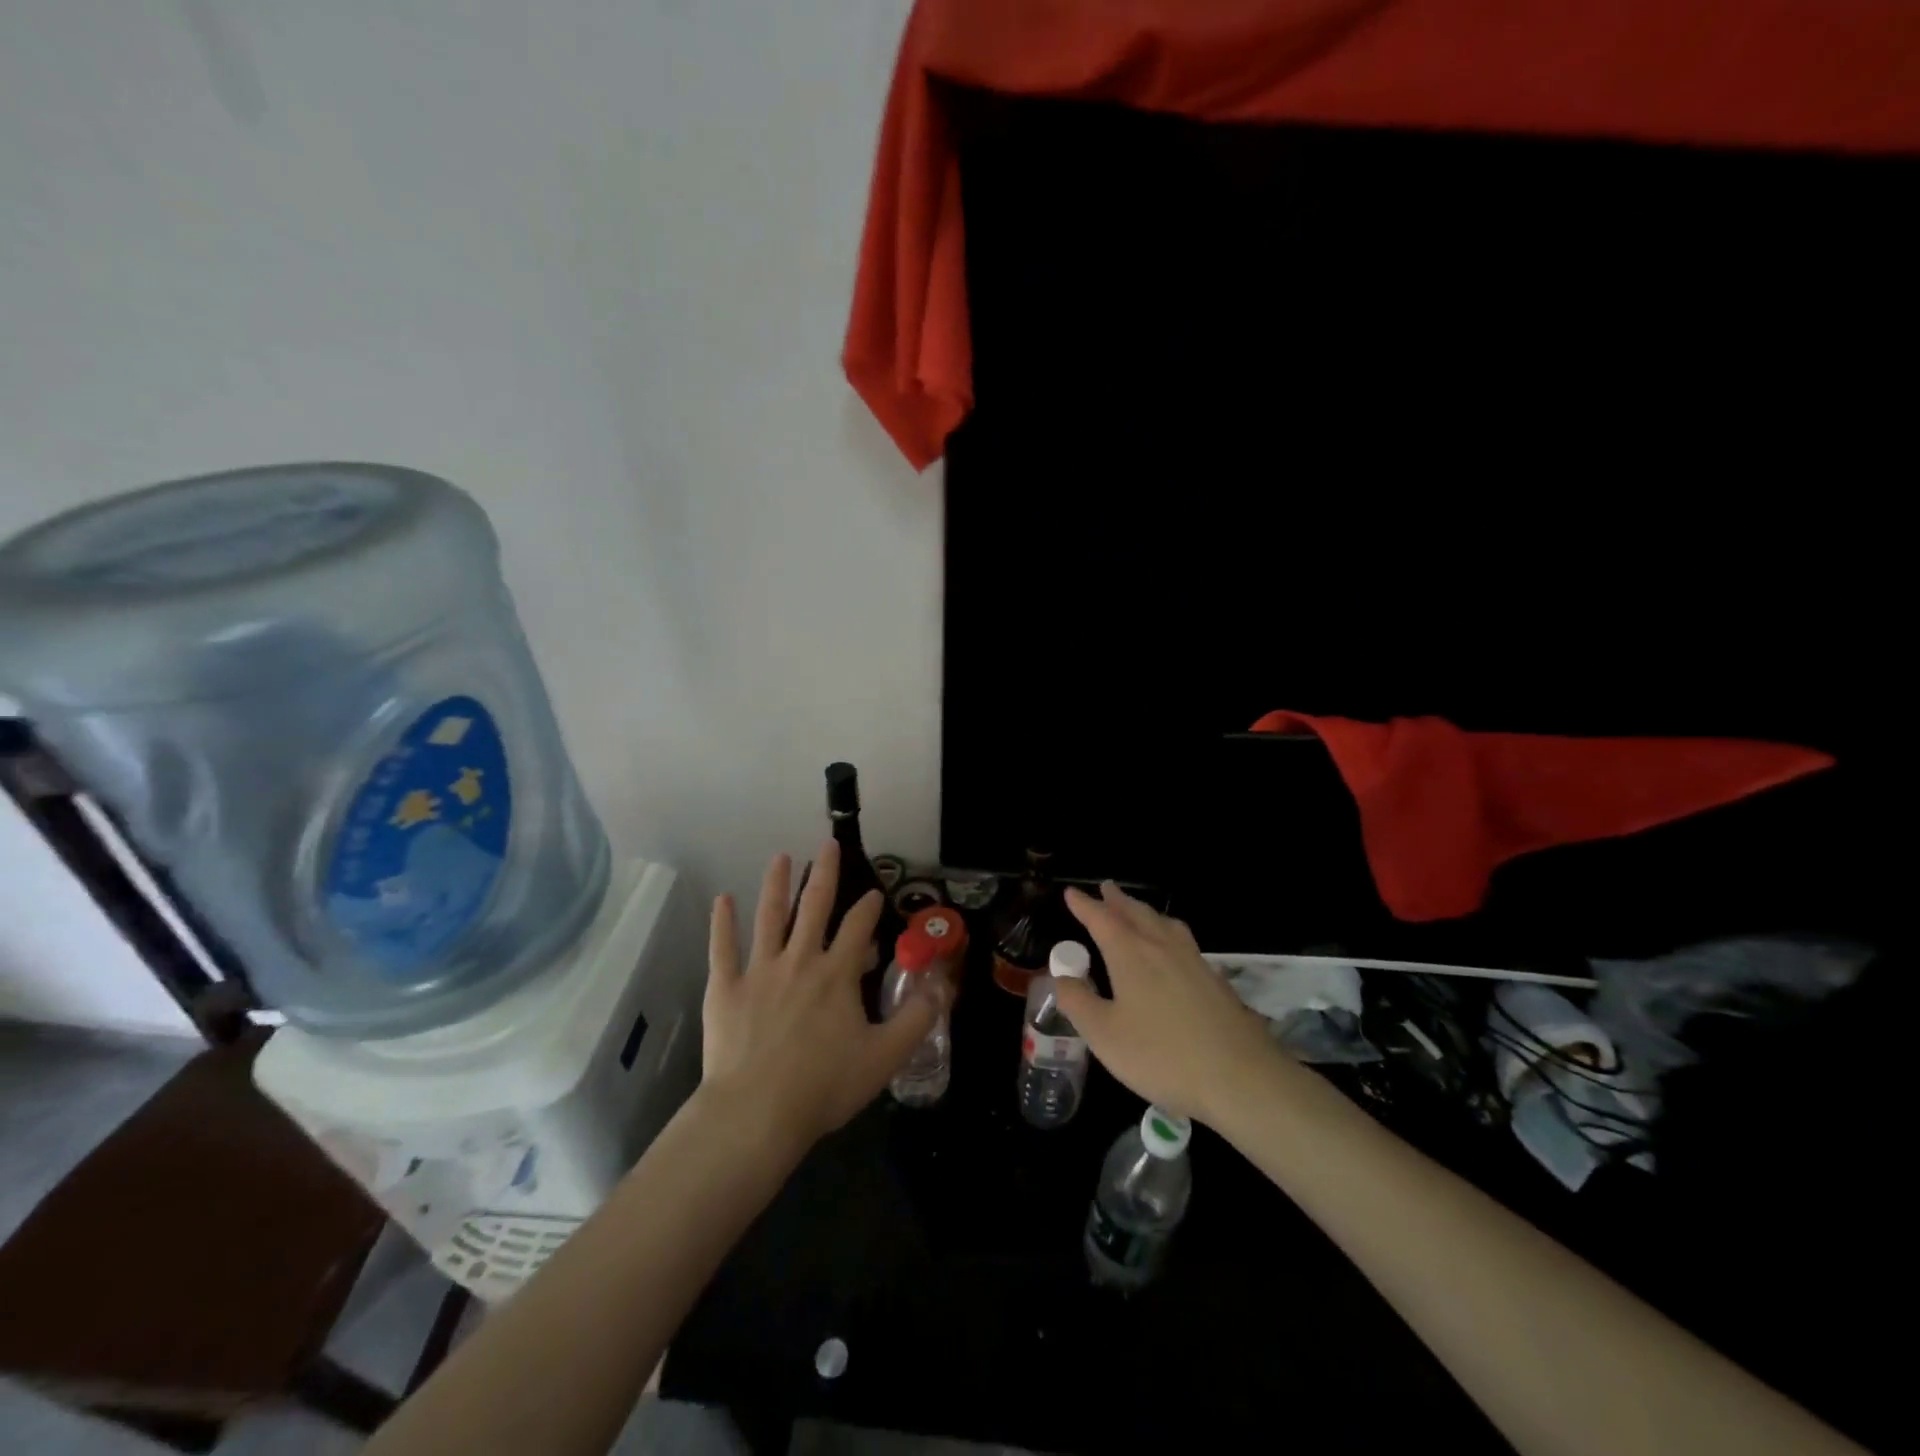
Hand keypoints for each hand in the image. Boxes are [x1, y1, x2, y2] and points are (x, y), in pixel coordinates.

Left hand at [702, 842, 942, 1149]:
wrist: (757, 1113)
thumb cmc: (824, 1086)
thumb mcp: (885, 1056)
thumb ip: (916, 1019)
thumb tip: (941, 986)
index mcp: (837, 974)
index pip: (858, 926)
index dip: (869, 906)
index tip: (875, 893)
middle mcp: (800, 960)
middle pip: (814, 906)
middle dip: (824, 872)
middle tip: (828, 844)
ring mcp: (760, 971)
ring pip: (770, 917)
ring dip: (775, 884)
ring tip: (780, 857)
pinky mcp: (726, 988)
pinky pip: (723, 948)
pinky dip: (722, 922)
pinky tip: (723, 899)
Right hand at [1057, 882, 1281, 1125]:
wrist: (1240, 1076)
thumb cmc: (1162, 1055)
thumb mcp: (1104, 1035)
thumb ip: (1079, 1003)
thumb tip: (1061, 978)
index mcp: (1131, 955)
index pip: (1102, 920)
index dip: (1084, 905)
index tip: (1072, 892)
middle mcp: (1162, 947)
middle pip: (1136, 913)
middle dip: (1118, 900)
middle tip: (1106, 887)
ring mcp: (1193, 962)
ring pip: (1164, 924)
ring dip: (1145, 911)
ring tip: (1138, 910)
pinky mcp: (1216, 981)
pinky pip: (1184, 941)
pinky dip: (1168, 932)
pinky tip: (1173, 949)